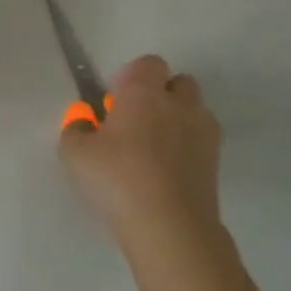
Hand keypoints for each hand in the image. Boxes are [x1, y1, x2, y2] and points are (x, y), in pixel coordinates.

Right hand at [58, 56, 223, 272]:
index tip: (115, 100)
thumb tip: (84, 123)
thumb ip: (75, 130)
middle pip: (179, 82)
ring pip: (194, 111)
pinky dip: (187, 147)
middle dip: (161, 94)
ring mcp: (203, 133)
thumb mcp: (74, 153)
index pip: (148, 63)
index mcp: (144, 93)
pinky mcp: (216, 163)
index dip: (131, 76)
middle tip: (135, 121)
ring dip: (177, 119)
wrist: (168, 226)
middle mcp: (179, 104)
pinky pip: (201, 141)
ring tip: (153, 148)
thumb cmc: (116, 179)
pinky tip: (166, 172)